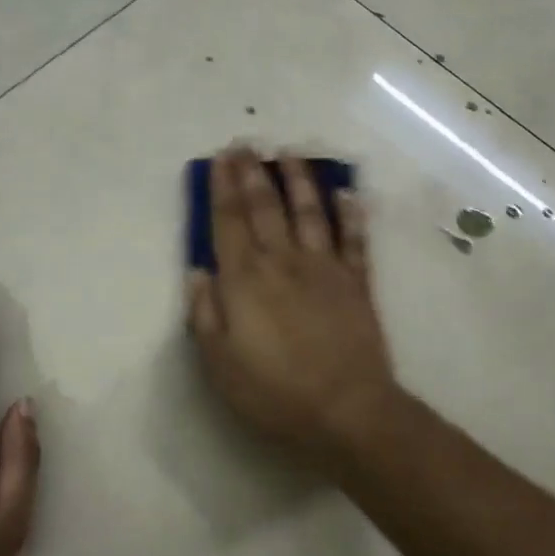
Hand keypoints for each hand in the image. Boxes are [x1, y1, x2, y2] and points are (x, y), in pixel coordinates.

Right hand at [185, 148, 399, 466]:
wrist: (347, 410)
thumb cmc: (275, 392)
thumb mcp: (220, 364)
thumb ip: (205, 314)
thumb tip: (197, 272)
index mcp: (245, 280)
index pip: (229, 222)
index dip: (222, 188)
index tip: (219, 159)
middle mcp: (283, 262)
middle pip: (266, 207)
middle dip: (253, 173)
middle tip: (246, 144)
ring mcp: (324, 268)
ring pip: (310, 212)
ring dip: (299, 180)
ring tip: (290, 154)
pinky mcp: (357, 282)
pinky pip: (354, 238)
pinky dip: (350, 212)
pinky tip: (346, 192)